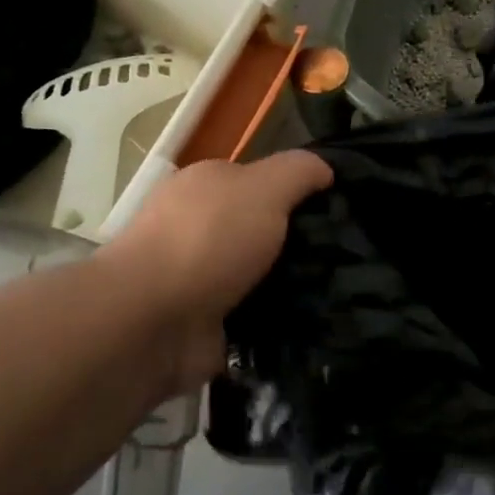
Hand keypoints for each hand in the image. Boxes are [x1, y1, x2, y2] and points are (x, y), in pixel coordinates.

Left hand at [102, 150, 331, 392]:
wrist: (150, 321)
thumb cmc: (208, 239)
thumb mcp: (265, 186)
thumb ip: (299, 171)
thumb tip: (326, 170)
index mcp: (206, 186)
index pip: (261, 182)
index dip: (298, 193)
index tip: (338, 211)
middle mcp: (198, 228)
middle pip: (261, 229)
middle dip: (298, 243)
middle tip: (345, 255)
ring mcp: (197, 278)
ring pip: (259, 275)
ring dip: (290, 285)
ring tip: (339, 292)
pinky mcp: (202, 324)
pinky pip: (252, 318)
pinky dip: (275, 322)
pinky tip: (311, 323)